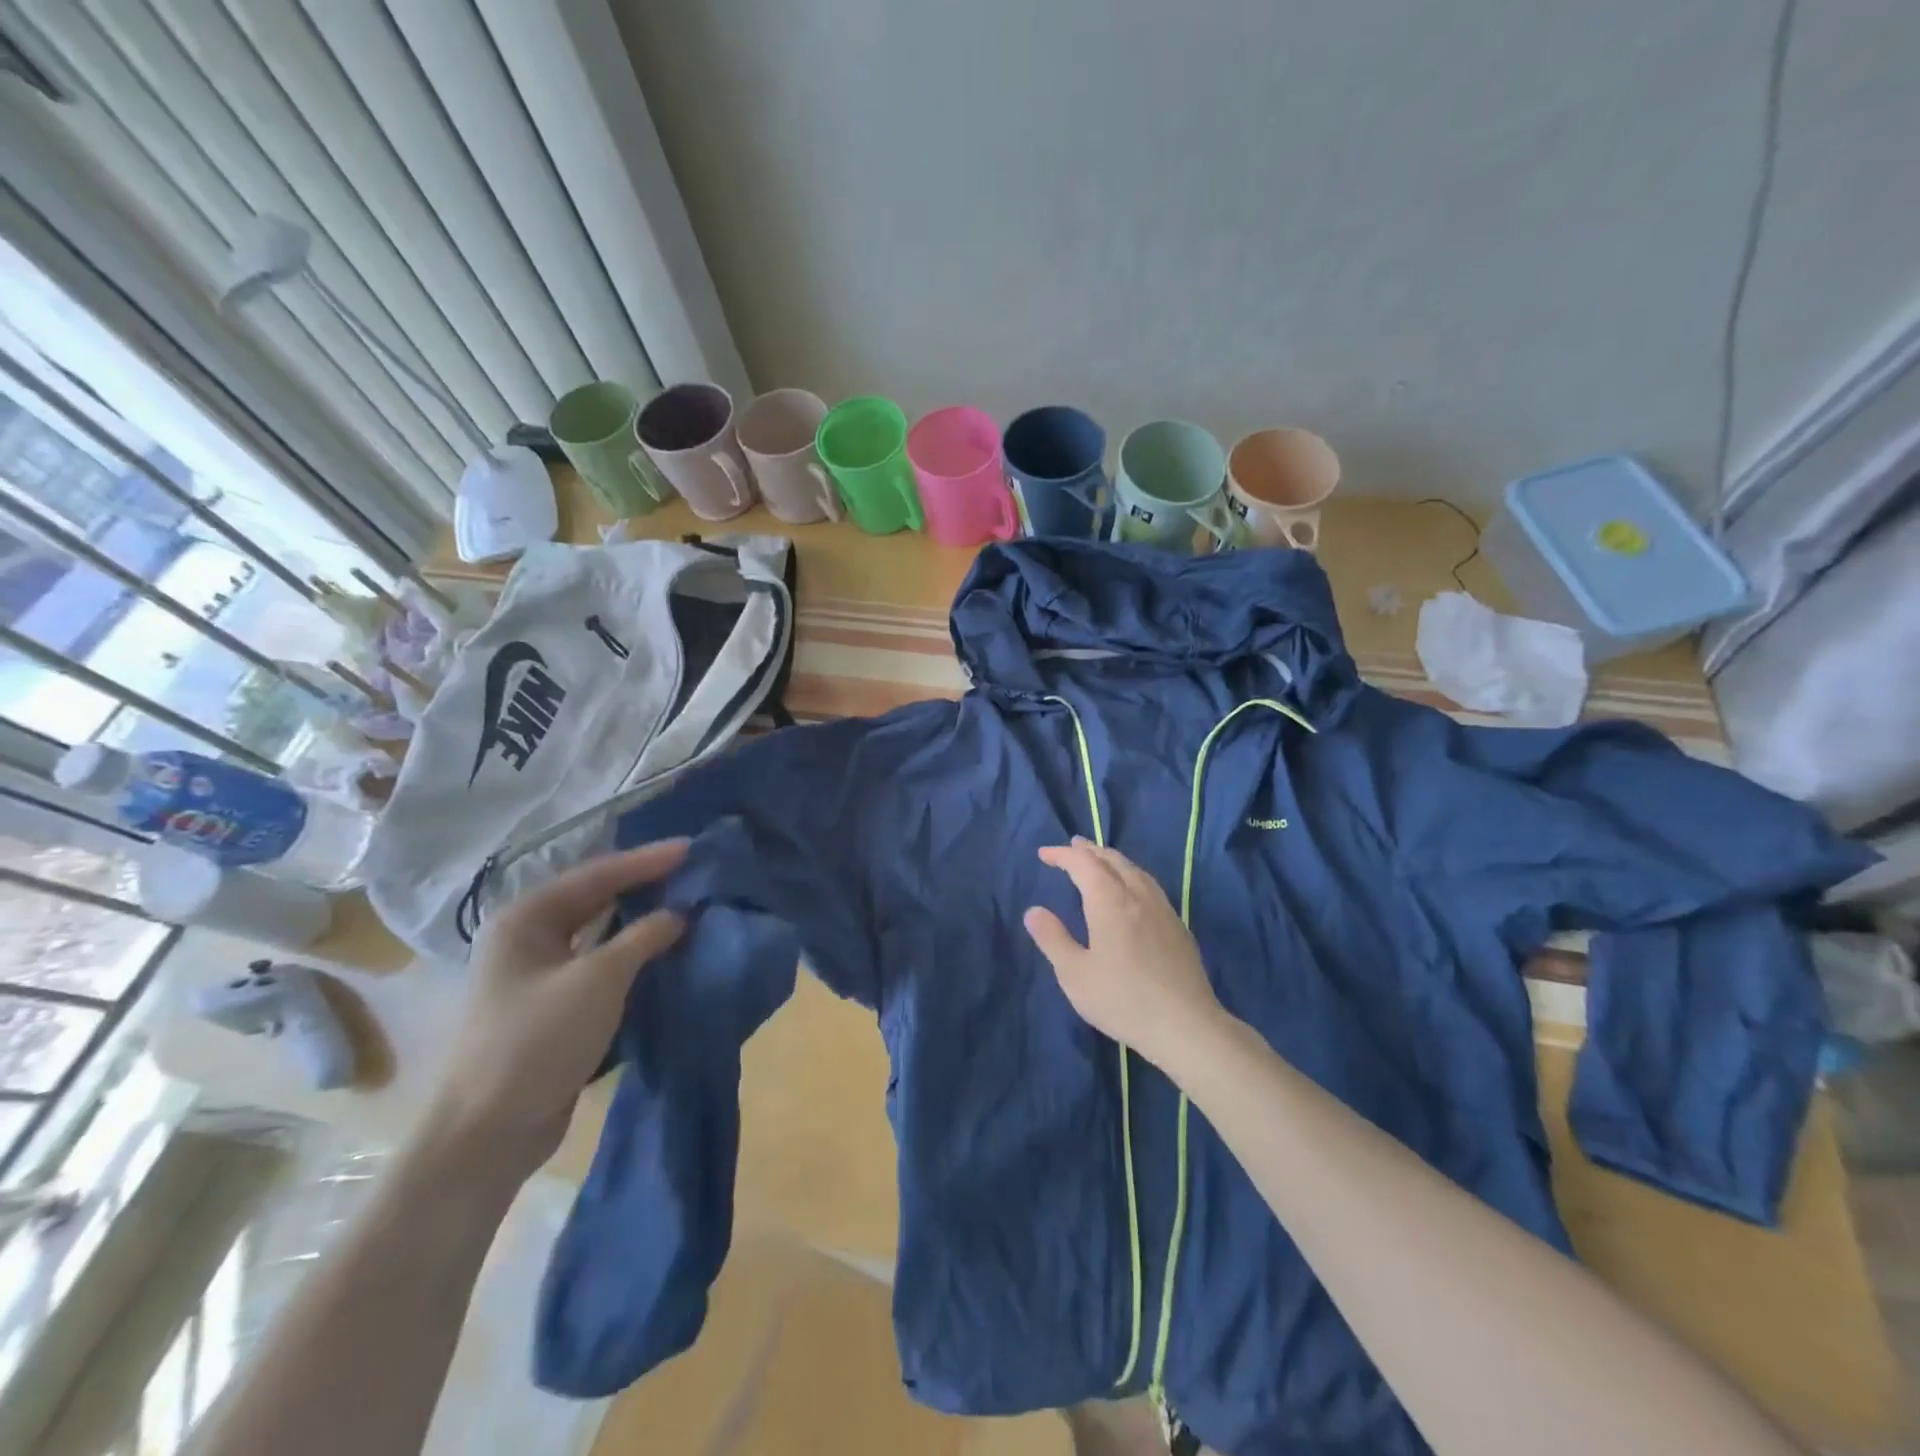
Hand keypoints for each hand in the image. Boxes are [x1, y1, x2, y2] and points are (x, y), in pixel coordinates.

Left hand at [425, 840, 688, 1182]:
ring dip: (640, 921)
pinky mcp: (553, 1007)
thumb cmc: (538, 1041)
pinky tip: (662, 951)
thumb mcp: (599, 980)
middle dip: (643, 886)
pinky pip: (600, 965)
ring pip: (599, 933)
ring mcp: (538, 974)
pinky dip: (632, 955)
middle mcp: (528, 938)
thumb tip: (679, 915)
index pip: (596, 875)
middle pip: (595, 898)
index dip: (647, 861)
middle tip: (690, 873)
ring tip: (685, 905)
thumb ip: (643, 938)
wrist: (489, 1132)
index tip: (691, 848)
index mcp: (526, 918)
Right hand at [1024, 838, 1225, 1072]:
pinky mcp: (1178, 927)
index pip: (1083, 864)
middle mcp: (1138, 896)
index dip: (1063, 855)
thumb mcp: (1075, 974)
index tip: (1044, 854)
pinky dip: (1132, 875)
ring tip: (1100, 861)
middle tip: (1072, 847)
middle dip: (1089, 851)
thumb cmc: (1122, 999)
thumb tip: (1034, 911)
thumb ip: (1053, 939)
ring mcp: (1163, 910)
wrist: (1185, 1025)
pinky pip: (1150, 885)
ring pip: (1135, 870)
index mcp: (1110, 901)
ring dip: (1113, 860)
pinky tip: (1132, 891)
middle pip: (1112, 860)